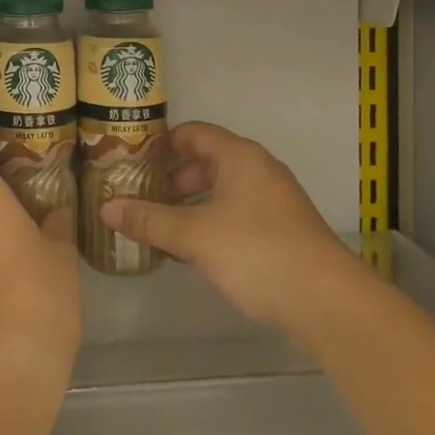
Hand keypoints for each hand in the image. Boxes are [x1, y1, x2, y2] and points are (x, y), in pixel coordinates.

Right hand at [102, 122, 359, 330]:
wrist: (327, 302)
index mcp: (239, 156)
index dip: (161, 143)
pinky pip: (236, 216)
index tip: (131, 161)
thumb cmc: (256, 251)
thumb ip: (149, 220)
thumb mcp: (194, 235)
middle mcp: (258, 170)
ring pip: (221, 192)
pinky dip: (210, 225)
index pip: (193, 133)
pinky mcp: (282, 232)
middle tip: (139, 198)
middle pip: (206, 162)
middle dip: (171, 180)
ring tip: (157, 227)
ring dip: (189, 206)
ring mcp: (273, 202)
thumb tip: (106, 209)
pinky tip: (190, 252)